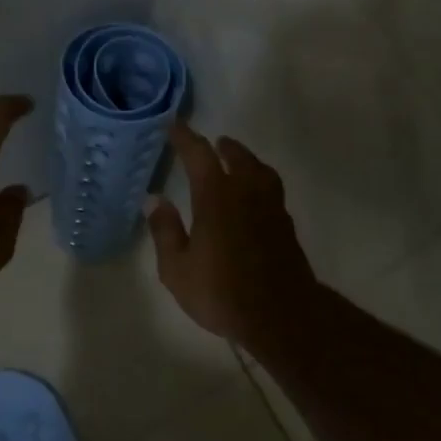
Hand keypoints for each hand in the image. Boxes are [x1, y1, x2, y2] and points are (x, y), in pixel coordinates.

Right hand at [146, 123, 319, 347]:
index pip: (199, 155)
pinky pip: (271, 190)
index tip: (175, 126)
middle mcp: (246, 193)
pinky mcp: (285, 226)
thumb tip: (155, 200)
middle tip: (214, 143)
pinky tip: (254, 196)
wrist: (280, 314)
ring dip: (247, 160)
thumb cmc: (221, 292)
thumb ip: (165, 231)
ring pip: (260, 172)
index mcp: (216, 197)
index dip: (186, 138)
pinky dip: (259, 182)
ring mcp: (271, 208)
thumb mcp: (177, 269)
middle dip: (223, 147)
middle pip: (237, 158)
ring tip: (238, 161)